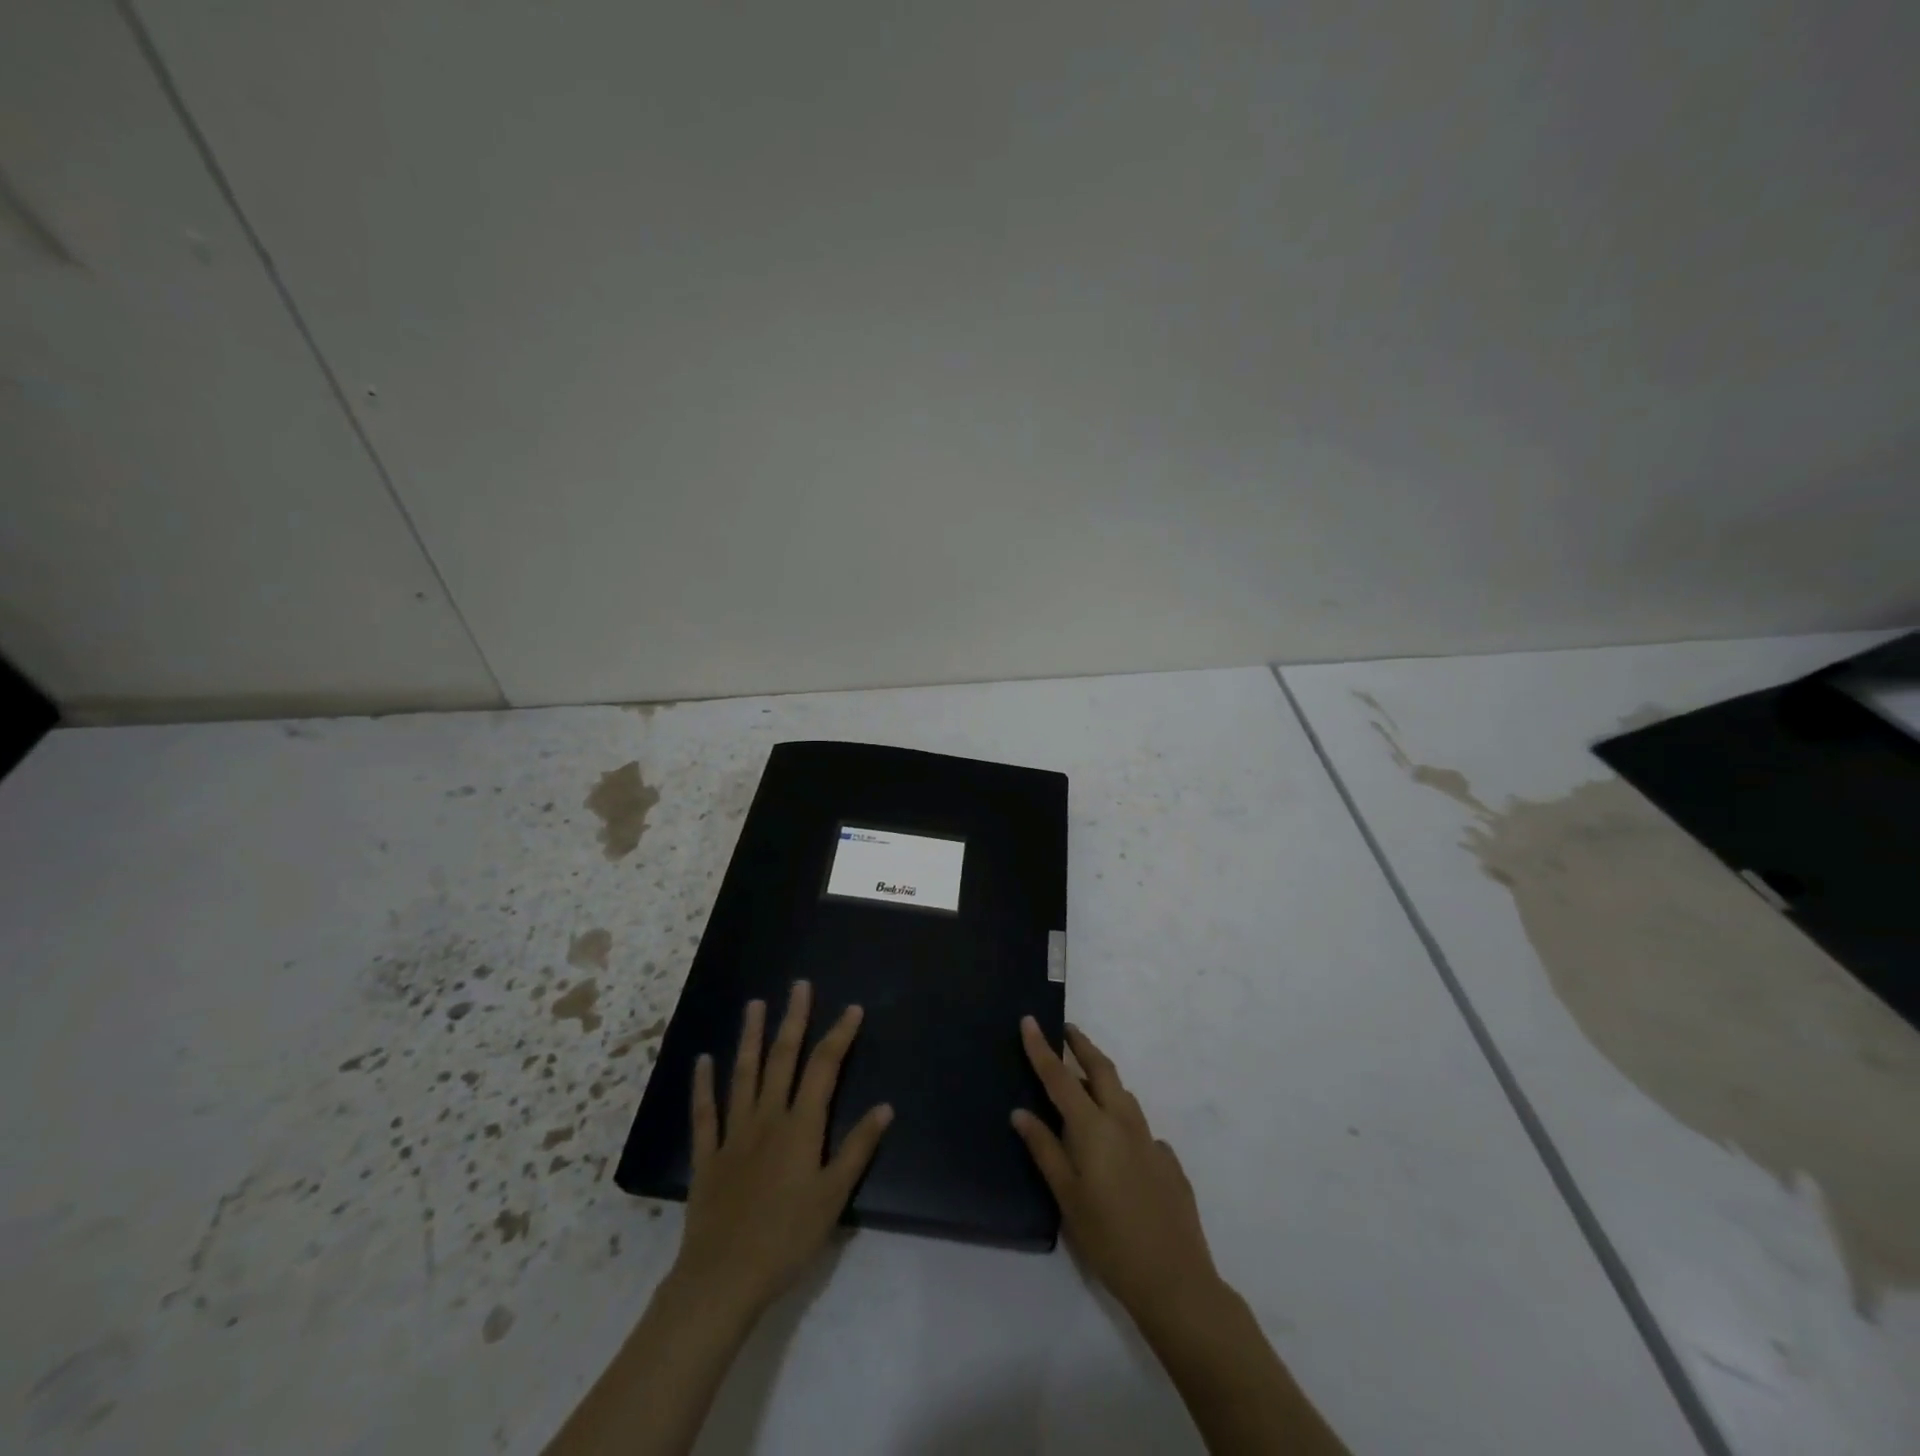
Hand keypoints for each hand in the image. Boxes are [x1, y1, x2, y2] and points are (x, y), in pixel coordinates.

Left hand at [674, 981, 892, 1318]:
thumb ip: (857, 1148)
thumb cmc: (787, 1238)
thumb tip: (885, 1107)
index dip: (839, 1035)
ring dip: (751, 1038)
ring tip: (754, 1005)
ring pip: (744, 1075)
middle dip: (793, 1020)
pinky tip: (703, 1061)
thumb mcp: (833, 1196)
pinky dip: (703, 1086)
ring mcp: (734, 1134)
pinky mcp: (708, 1156)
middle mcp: (767, 1118)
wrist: (724, 1278)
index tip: (852, 1009)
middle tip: (799, 986)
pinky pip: (705, 1114)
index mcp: (801, 1126)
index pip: (824, 1068)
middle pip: (782, 1059)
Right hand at [1011, 1018, 1220, 1326]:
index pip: (1061, 1077)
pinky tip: (1117, 1145)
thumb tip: (1021, 1112)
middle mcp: (1124, 1122)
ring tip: (1085, 1081)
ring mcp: (1151, 1140)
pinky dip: (1122, 1121)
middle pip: (1102, 1069)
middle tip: (1066, 1030)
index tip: (1030, 1020)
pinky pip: (1139, 1128)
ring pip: (1123, 1095)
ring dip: (1103, 1078)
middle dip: (1082, 1045)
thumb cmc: (1109, 1240)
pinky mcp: (1169, 1161)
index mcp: (1094, 1128)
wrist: (1175, 1280)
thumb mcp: (1067, 1197)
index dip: (1042, 1048)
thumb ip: (1044, 1149)